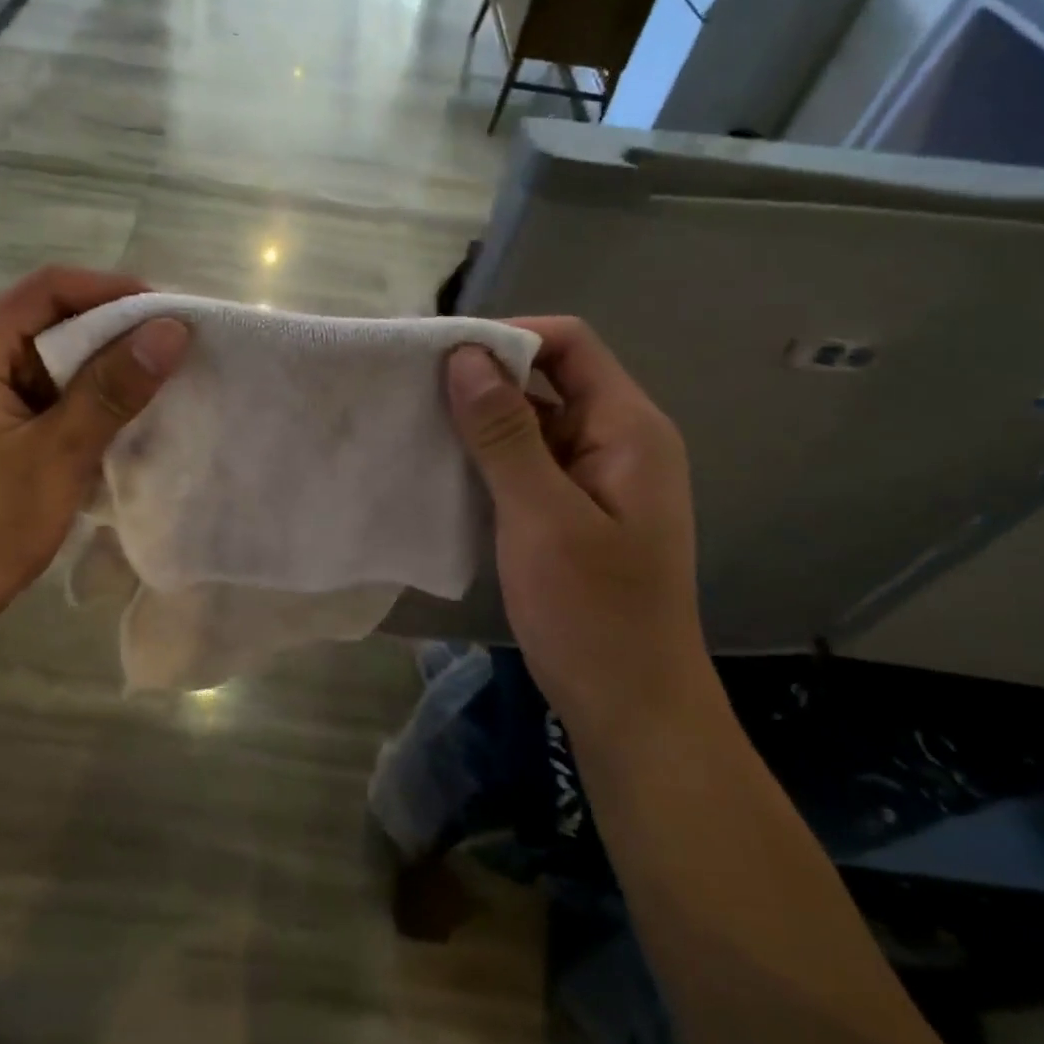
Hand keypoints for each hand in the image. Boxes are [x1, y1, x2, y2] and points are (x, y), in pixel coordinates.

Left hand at [0, 267, 189, 634]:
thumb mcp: (57, 456)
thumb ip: (112, 389)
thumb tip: (172, 329)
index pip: (47, 289)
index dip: (114, 292)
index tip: (173, 315)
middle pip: (46, 315)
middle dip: (112, 328)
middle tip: (173, 350)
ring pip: (45, 351)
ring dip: (98, 363)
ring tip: (156, 378)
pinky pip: (37, 384)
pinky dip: (78, 392)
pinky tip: (116, 411)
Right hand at [445, 319, 706, 728]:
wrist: (629, 705)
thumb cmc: (593, 611)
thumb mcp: (543, 517)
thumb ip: (505, 433)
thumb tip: (465, 357)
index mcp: (628, 429)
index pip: (569, 345)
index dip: (508, 338)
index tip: (441, 357)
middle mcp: (615, 441)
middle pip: (549, 379)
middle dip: (484, 378)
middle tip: (414, 391)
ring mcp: (593, 478)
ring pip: (531, 423)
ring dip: (479, 420)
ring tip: (416, 424)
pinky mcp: (569, 510)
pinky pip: (525, 463)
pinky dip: (486, 458)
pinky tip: (441, 468)